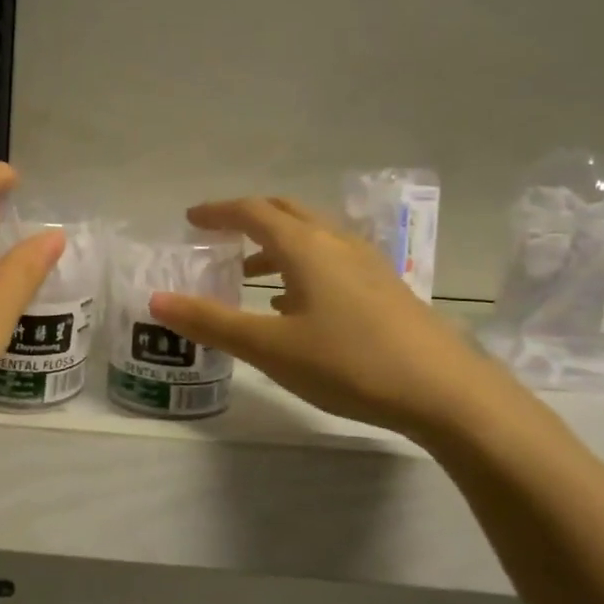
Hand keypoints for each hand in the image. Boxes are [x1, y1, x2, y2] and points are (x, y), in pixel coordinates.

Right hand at [149, 197, 513, 440]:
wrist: (447, 392)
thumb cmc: (349, 363)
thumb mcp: (270, 348)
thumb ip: (211, 322)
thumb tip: (156, 300)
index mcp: (305, 247)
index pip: (252, 211)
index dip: (218, 211)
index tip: (191, 219)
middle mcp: (336, 243)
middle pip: (286, 213)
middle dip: (248, 218)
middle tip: (218, 235)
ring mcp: (367, 264)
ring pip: (312, 237)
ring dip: (275, 245)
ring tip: (249, 273)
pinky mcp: (386, 288)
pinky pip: (332, 260)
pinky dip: (302, 267)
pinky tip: (296, 305)